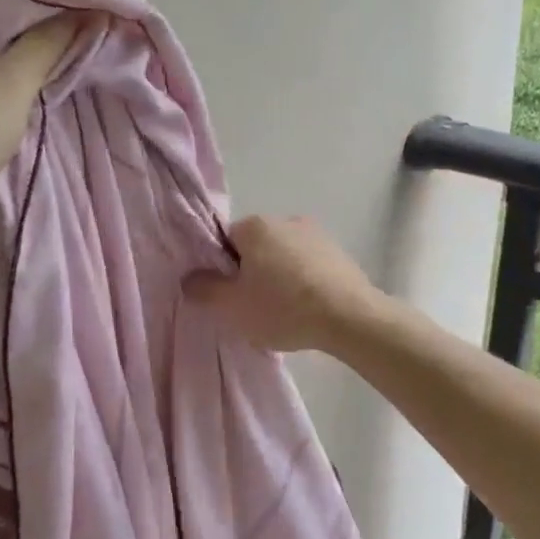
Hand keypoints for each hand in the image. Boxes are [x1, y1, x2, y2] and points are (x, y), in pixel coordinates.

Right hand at [183, 216, 383, 353]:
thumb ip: (204, 289)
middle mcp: (286, 220)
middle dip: (252, 273)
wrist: (349, 318)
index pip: (225, 240)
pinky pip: (309, 267)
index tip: (230, 295)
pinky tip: (307, 310)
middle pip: (256, 248)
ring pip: (284, 257)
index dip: (222, 269)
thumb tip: (190, 278)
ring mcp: (317, 235)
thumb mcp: (232, 306)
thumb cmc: (283, 307)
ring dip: (279, 278)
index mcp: (256, 225)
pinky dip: (303, 284)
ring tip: (283, 313)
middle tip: (253, 308)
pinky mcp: (340, 254)